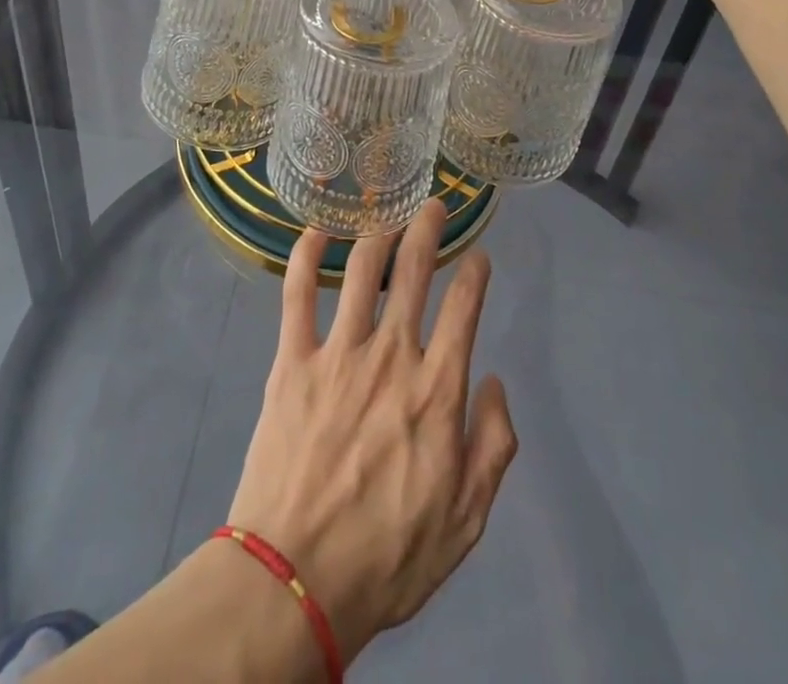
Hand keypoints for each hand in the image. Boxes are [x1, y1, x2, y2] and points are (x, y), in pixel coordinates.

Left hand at [226, 201, 517, 662]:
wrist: (296, 580)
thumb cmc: (388, 556)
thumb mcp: (467, 520)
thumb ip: (493, 446)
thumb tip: (495, 381)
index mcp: (437, 391)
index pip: (464, 310)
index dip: (475, 274)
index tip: (478, 255)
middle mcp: (391, 356)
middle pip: (413, 271)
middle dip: (428, 229)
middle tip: (433, 206)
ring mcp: (338, 353)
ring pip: (360, 270)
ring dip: (378, 232)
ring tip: (387, 214)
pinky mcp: (292, 360)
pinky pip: (296, 293)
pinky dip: (304, 255)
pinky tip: (316, 231)